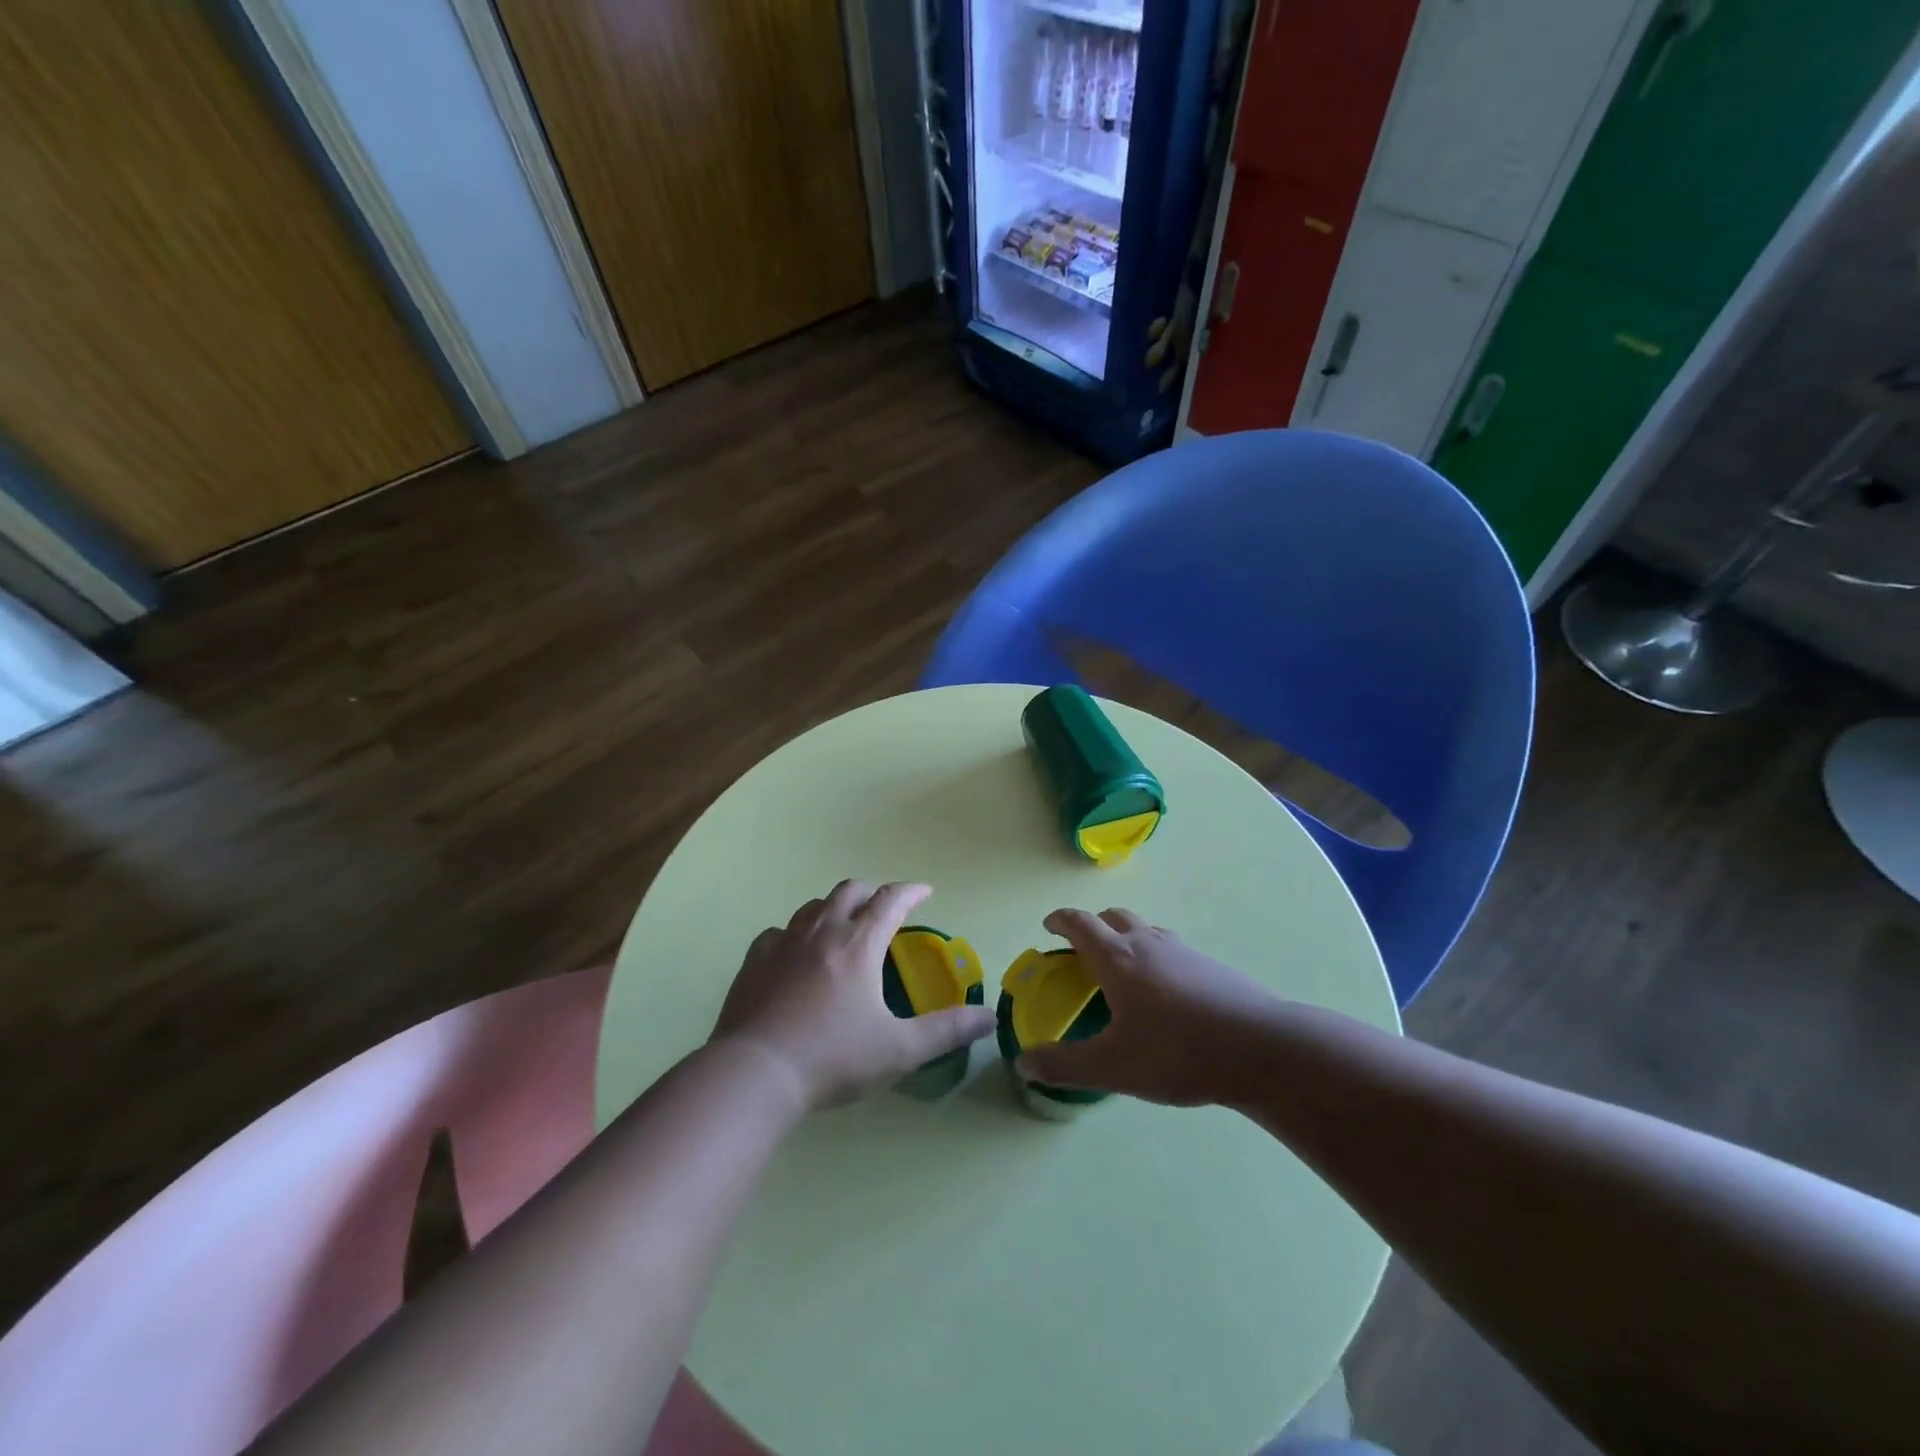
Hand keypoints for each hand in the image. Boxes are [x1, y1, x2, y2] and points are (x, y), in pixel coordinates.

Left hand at [711, 880, 995, 1109]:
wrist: (755, 1073)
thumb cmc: (833, 1057)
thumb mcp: (900, 1049)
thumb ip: (947, 1031)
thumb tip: (989, 1018)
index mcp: (859, 944)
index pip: (890, 900)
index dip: (911, 891)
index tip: (925, 891)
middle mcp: (822, 931)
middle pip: (850, 892)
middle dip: (874, 892)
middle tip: (887, 906)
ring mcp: (783, 943)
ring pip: (814, 906)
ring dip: (836, 907)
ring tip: (845, 924)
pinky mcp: (754, 960)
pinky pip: (779, 932)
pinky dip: (796, 932)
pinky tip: (796, 951)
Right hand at [1017, 908, 1282, 1106]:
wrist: (1261, 1049)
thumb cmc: (1178, 1052)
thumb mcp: (1113, 1067)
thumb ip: (1064, 1065)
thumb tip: (1023, 1063)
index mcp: (1118, 958)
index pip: (1080, 923)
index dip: (1060, 921)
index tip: (1048, 926)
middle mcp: (1148, 943)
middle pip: (1114, 917)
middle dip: (1093, 926)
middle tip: (1082, 951)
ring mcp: (1183, 951)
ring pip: (1145, 930)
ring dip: (1126, 938)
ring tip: (1123, 972)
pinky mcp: (1211, 966)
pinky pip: (1171, 949)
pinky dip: (1154, 956)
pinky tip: (1164, 995)